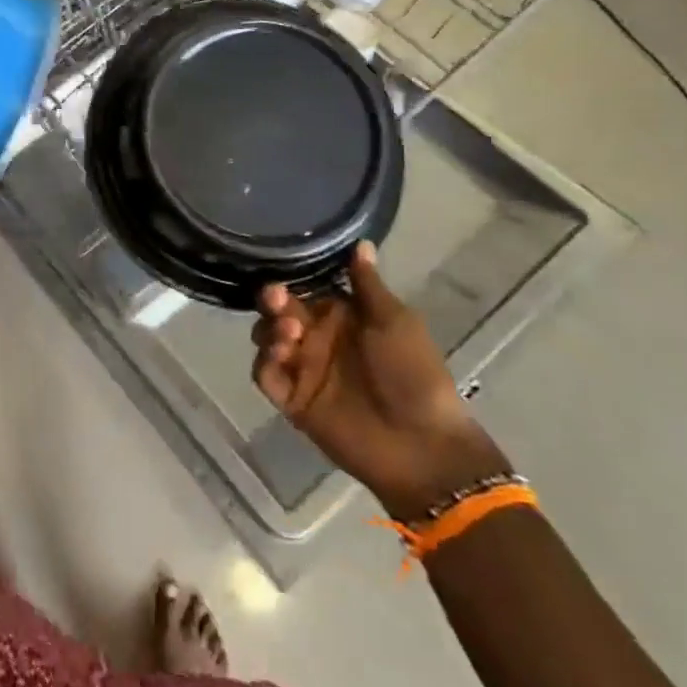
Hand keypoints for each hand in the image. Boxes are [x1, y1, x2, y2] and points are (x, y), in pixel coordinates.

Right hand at [252, 242, 508, 517]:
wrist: (422, 445)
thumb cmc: (414, 374)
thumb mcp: (395, 322)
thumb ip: (368, 285)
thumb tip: (361, 240)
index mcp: (341, 316)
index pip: (304, 288)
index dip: (291, 278)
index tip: (285, 271)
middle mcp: (317, 338)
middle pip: (278, 310)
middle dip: (272, 301)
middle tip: (277, 299)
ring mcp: (303, 369)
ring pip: (267, 338)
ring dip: (269, 330)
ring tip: (288, 335)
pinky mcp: (293, 400)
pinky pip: (265, 375)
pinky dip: (265, 363)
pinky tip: (279, 358)